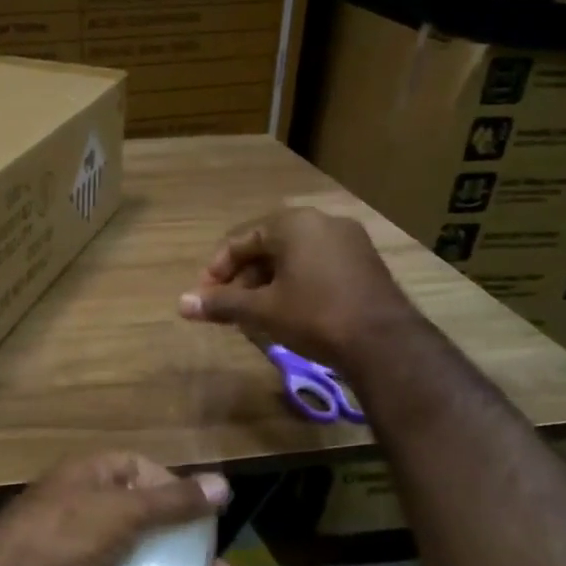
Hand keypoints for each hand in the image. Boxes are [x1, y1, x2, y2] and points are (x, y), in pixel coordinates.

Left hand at [0, 452, 246, 565]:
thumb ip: (174, 500)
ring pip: (142, 562)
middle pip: (148, 522)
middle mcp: (86, 509)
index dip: (172, 487)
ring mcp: (82, 554)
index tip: (203, 511)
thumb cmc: (70, 531)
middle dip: (189, 547)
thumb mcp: (125, 509)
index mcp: (90, 476)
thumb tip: (224, 484)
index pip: (138, 469)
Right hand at [177, 207, 409, 363]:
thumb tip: (181, 304)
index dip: (216, 270)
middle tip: (228, 308)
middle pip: (266, 247)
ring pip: (292, 257)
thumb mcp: (261, 310)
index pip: (239, 240)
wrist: (385, 343)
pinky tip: (288, 311)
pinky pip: (316, 265)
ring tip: (254, 314)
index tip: (204, 298)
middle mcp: (321, 222)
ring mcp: (348, 241)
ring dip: (267, 283)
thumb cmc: (314, 316)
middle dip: (242, 278)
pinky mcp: (364, 263)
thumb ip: (221, 303)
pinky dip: (295, 283)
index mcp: (293, 223)